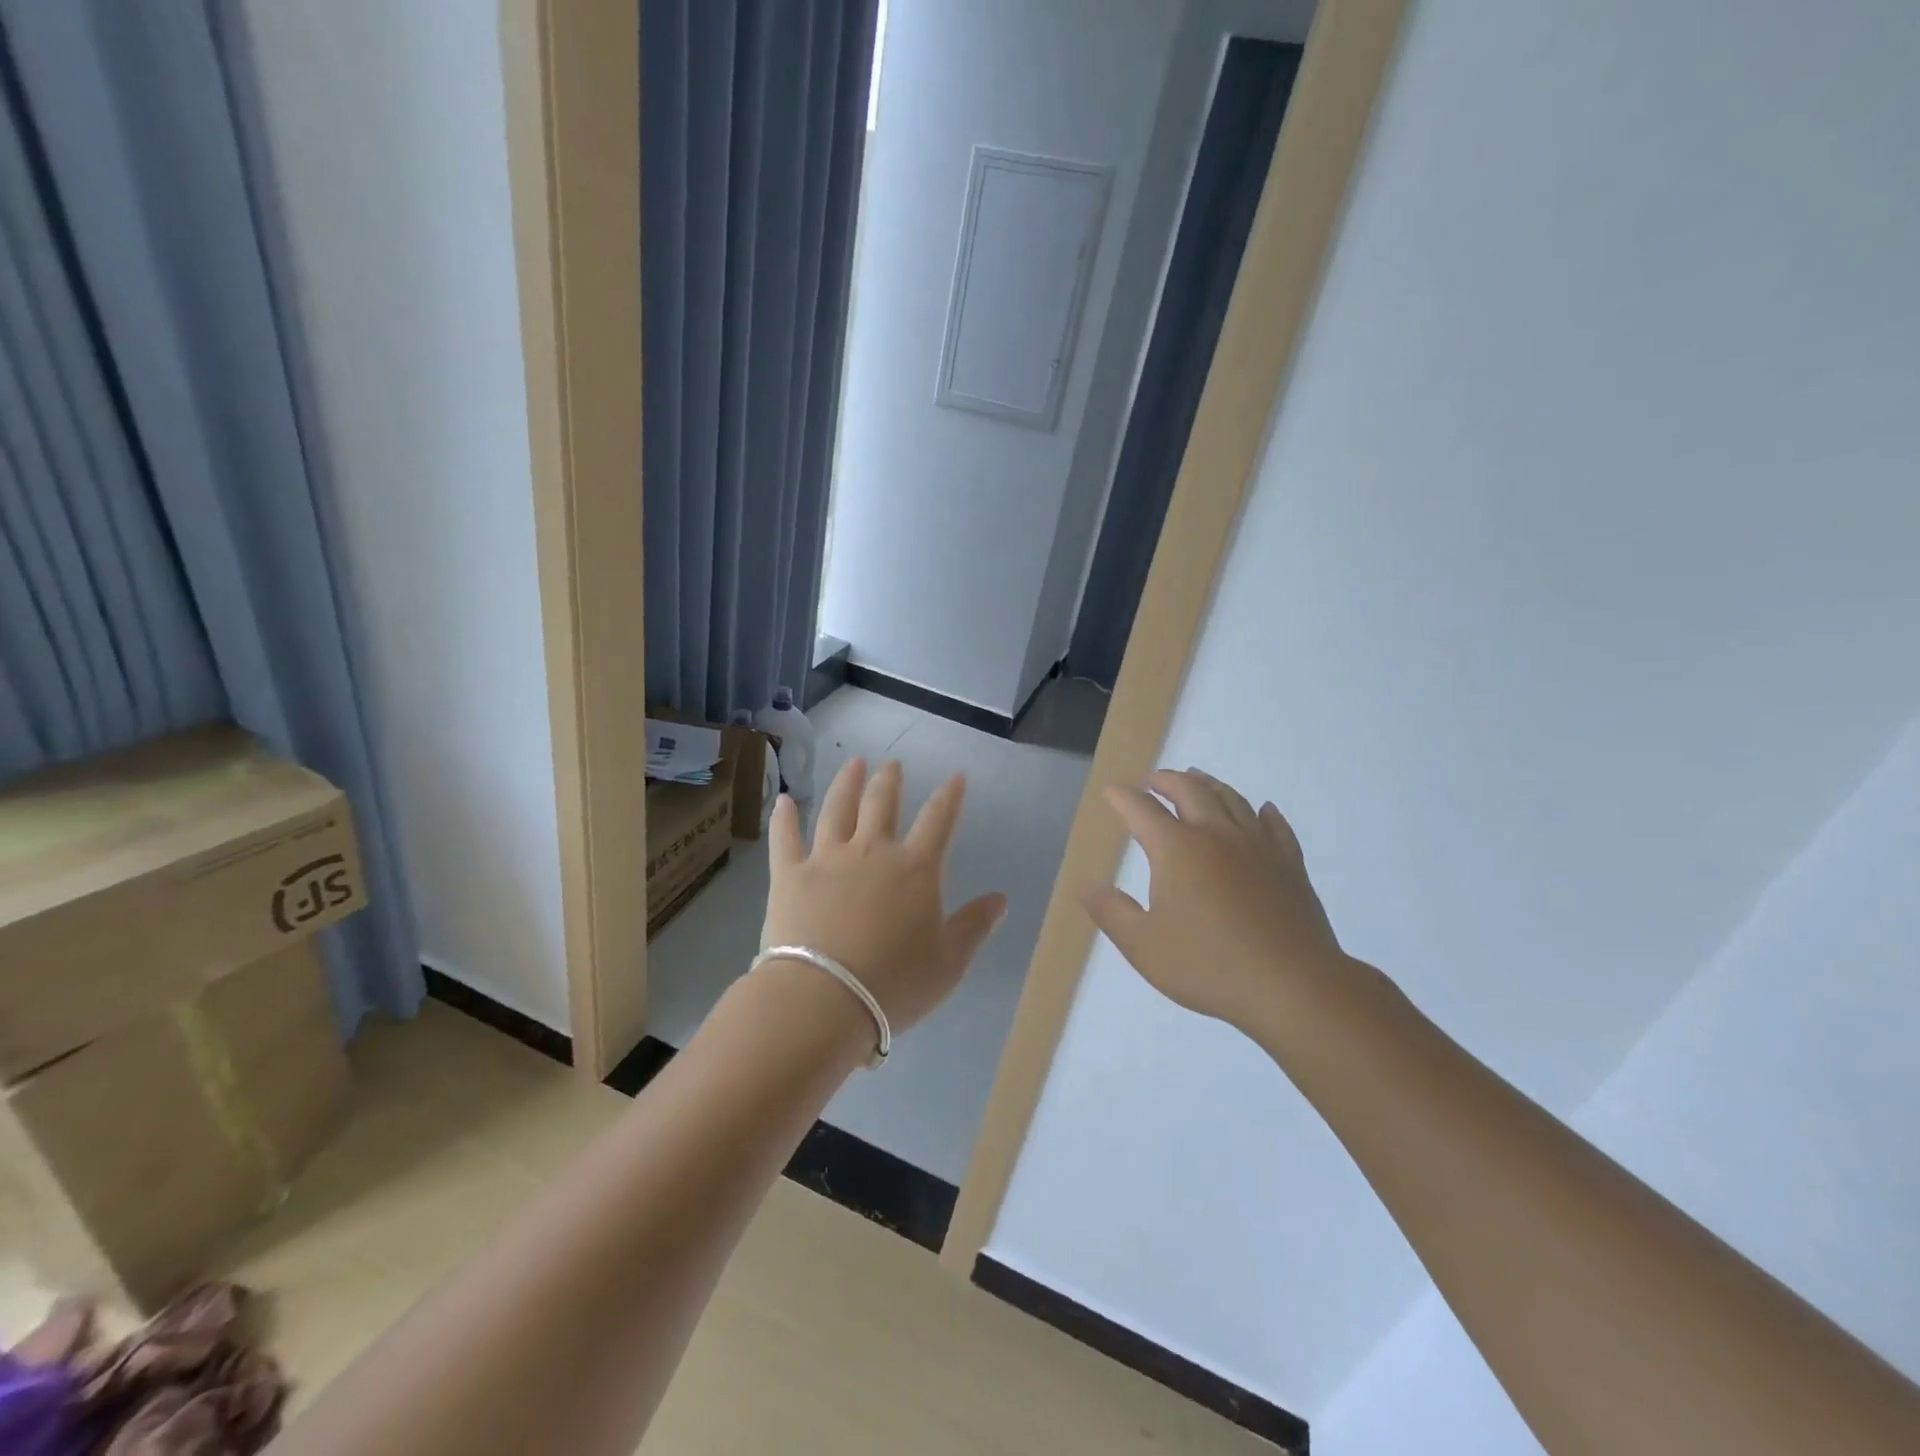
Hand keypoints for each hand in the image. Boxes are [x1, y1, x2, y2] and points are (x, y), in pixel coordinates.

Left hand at [762, 758, 1007, 1033]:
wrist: (823, 999)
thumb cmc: (894, 983)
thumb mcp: (949, 962)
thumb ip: (974, 926)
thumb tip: (1001, 899)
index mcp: (915, 868)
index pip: (938, 820)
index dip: (949, 796)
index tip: (956, 776)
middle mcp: (872, 851)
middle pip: (882, 804)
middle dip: (890, 780)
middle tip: (892, 764)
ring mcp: (827, 858)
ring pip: (837, 809)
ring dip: (846, 784)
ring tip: (853, 763)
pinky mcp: (789, 874)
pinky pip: (785, 838)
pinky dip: (784, 817)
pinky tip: (784, 800)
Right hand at [1084, 768, 1345, 1031]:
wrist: (1292, 986)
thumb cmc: (1208, 965)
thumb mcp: (1143, 945)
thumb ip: (1112, 912)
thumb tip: (1087, 886)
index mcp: (1176, 849)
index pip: (1142, 810)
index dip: (1123, 798)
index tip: (1112, 791)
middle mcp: (1216, 835)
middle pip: (1190, 791)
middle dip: (1167, 780)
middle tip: (1153, 780)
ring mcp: (1258, 847)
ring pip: (1232, 800)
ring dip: (1209, 784)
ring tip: (1198, 779)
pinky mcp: (1290, 865)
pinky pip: (1276, 827)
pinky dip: (1264, 813)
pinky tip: (1263, 810)